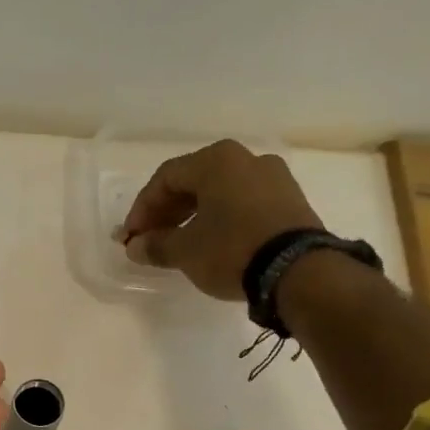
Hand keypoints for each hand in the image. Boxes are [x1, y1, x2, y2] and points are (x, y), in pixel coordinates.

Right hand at [119, 140, 322, 299]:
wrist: (299, 271)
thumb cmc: (232, 250)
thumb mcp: (185, 251)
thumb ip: (155, 245)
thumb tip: (135, 246)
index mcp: (216, 160)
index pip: (165, 178)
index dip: (142, 209)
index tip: (130, 237)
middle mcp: (246, 159)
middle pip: (192, 182)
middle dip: (165, 212)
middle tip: (149, 240)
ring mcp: (273, 178)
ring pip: (218, 192)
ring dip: (192, 216)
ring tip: (177, 244)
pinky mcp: (290, 200)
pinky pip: (242, 202)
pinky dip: (219, 218)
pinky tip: (210, 242)